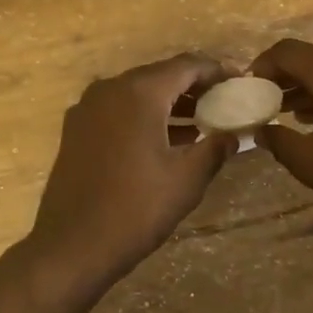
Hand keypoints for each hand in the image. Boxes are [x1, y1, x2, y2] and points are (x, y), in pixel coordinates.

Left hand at [26, 54, 237, 289]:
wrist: (72, 247)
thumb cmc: (136, 209)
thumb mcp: (187, 179)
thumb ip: (215, 148)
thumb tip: (234, 135)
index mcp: (139, 93)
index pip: (187, 65)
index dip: (217, 71)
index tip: (240, 81)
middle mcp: (110, 89)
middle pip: (161, 75)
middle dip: (195, 86)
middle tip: (225, 101)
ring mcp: (88, 109)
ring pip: (138, 93)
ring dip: (170, 102)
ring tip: (202, 121)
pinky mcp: (76, 130)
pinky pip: (119, 110)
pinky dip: (146, 115)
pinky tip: (166, 138)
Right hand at [249, 39, 312, 237]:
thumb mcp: (309, 161)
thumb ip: (277, 139)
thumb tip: (262, 129)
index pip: (287, 52)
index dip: (261, 67)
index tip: (246, 90)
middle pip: (311, 59)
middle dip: (284, 80)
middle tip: (263, 105)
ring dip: (308, 89)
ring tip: (287, 116)